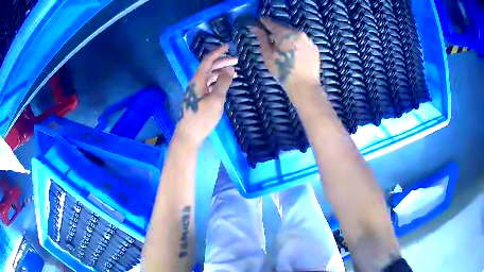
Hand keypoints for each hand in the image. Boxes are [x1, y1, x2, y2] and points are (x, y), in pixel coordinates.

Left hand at [176, 44, 236, 147]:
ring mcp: (196, 91)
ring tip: (233, 72)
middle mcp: (196, 82)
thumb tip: (230, 69)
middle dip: (222, 62)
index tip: (227, 46)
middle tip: (236, 60)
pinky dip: (218, 81)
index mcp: (198, 80)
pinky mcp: (198, 98)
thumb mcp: (216, 99)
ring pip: (209, 76)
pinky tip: (225, 83)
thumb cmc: (202, 117)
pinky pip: (209, 84)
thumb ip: (223, 83)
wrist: (189, 134)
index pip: (208, 60)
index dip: (218, 52)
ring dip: (220, 72)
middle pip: (209, 67)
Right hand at [252, 18, 320, 94]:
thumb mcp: (268, 56)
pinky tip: (292, 52)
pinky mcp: (314, 48)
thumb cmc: (283, 72)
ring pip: (294, 34)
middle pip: (284, 28)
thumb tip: (256, 28)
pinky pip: (302, 41)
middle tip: (269, 36)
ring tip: (281, 46)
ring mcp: (308, 40)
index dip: (264, 22)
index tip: (259, 21)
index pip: (272, 24)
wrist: (305, 86)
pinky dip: (295, 43)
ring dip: (286, 37)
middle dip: (276, 31)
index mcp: (286, 34)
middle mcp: (299, 33)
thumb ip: (262, 39)